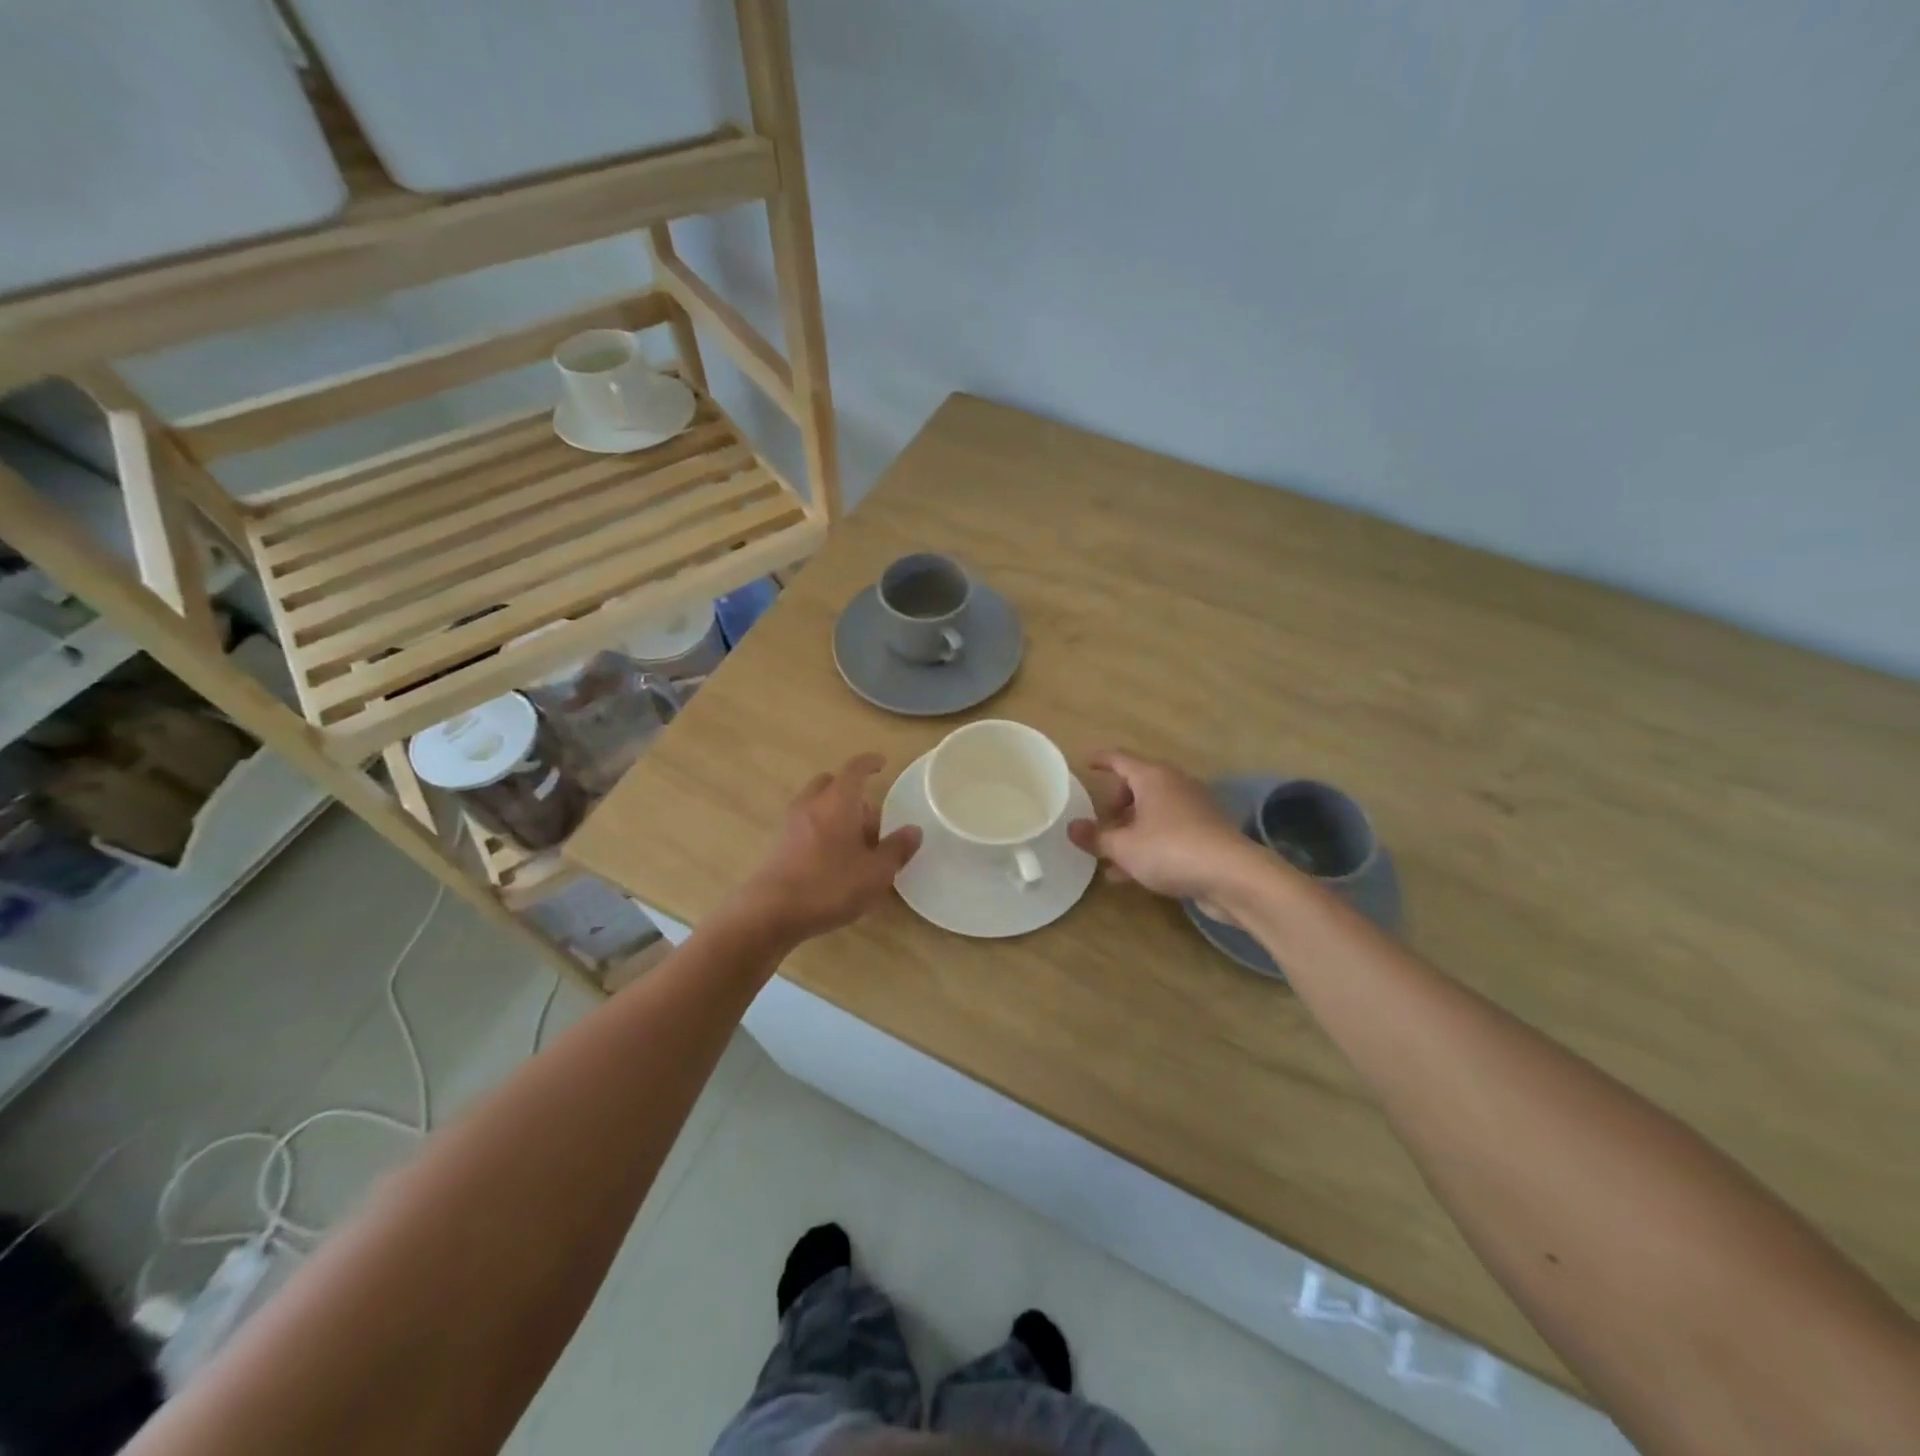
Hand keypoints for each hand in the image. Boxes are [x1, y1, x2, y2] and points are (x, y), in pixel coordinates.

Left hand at [730, 754, 920, 944]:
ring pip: (817, 805)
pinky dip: (822, 830)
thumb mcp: (876, 872)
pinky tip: (834, 860)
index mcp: (838, 800)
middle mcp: (812, 803)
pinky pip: (806, 825)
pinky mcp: (779, 845)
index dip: (869, 763)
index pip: (855, 769)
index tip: (881, 763)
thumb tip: (913, 830)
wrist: (771, 911)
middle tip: (872, 822)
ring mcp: (791, 823)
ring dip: (836, 814)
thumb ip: (896, 849)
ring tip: (856, 846)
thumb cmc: (830, 884)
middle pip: (832, 784)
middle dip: (853, 793)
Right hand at [1068, 750, 1262, 906]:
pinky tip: (1131, 873)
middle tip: (1100, 824)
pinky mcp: (1205, 834)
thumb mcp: (1124, 846)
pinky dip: (1147, 844)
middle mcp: (1174, 785)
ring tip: (1108, 857)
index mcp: (1153, 777)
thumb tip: (1071, 828)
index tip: (1086, 764)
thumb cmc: (1171, 850)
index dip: (1101, 760)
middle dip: (1115, 804)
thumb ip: (1096, 837)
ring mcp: (1193, 809)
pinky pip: (1167, 832)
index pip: (1120, 758)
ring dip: (1130, 830)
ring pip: (1152, 812)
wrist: (1233, 876)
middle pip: (1137, 786)